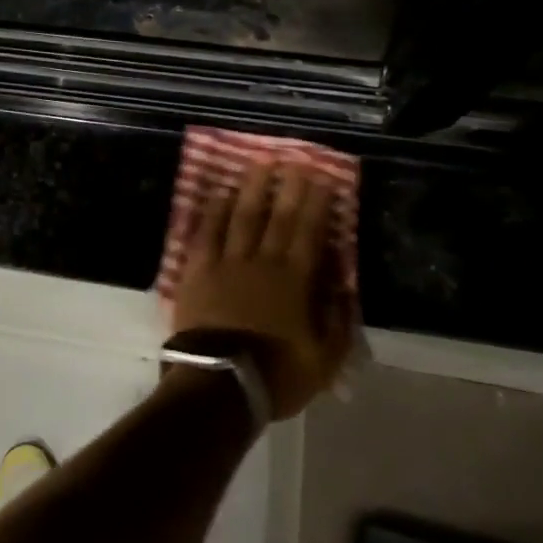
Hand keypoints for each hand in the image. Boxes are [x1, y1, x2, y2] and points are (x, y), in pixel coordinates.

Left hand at [172, 160, 354, 418]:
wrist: (219, 383)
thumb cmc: (275, 375)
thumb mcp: (324, 361)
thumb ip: (338, 323)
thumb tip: (344, 289)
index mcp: (293, 282)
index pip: (308, 233)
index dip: (316, 204)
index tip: (322, 178)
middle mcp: (261, 263)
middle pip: (277, 218)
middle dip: (288, 187)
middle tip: (294, 158)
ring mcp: (226, 263)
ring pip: (241, 216)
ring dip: (251, 188)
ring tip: (259, 163)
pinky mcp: (198, 270)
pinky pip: (206, 233)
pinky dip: (213, 211)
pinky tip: (218, 193)